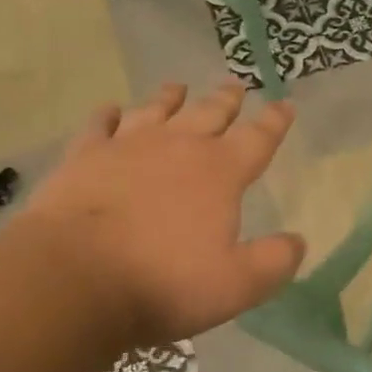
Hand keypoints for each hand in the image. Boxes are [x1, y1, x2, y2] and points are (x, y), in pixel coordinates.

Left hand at [19, 80, 304, 351]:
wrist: (74, 277)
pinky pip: (100, 125)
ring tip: (179, 86)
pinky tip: (110, 110)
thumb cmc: (163, 282)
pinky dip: (108, 115)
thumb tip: (298, 242)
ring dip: (171, 97)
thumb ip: (274, 262)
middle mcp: (178, 147)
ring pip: (156, 110)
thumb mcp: (236, 285)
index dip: (275, 122)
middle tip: (236, 86)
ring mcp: (127, 146)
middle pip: (209, 113)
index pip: (258, 139)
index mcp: (220, 172)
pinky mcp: (85, 156)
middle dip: (227, 100)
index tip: (285, 104)